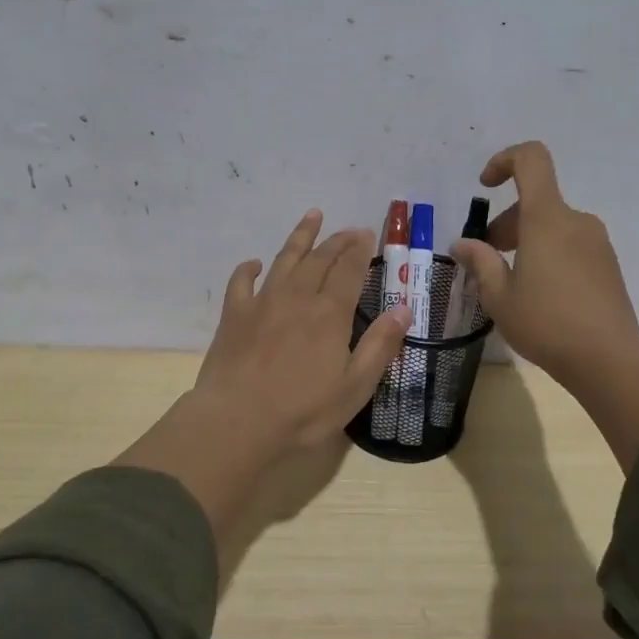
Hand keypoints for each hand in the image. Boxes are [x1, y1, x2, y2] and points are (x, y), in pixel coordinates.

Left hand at [193, 208, 410, 449]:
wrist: (237, 421)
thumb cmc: (302, 412)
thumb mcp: (355, 387)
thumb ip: (380, 345)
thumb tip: (404, 308)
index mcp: (330, 314)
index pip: (349, 271)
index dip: (359, 250)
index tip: (367, 234)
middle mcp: (297, 297)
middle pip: (319, 259)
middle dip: (337, 240)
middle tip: (349, 229)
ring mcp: (262, 303)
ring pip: (284, 259)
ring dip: (300, 237)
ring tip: (312, 216)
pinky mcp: (234, 315)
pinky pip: (241, 282)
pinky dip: (249, 268)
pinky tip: (255, 263)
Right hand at [451, 141, 638, 469]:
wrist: (608, 358)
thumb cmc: (546, 323)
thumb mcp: (499, 296)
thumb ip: (480, 262)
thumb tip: (462, 244)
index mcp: (547, 218)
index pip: (531, 159)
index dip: (504, 161)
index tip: (485, 187)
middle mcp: (576, 220)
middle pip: (536, 201)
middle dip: (506, 222)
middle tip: (488, 258)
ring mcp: (597, 242)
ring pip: (553, 225)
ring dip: (527, 241)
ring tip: (511, 282)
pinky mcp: (608, 264)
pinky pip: (570, 244)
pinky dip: (548, 254)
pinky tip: (539, 294)